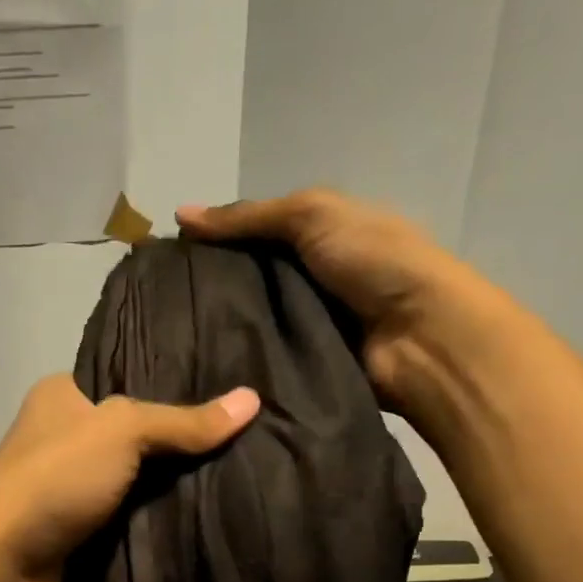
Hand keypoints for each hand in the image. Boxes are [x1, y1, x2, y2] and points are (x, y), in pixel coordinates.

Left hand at [0, 375, 259, 581]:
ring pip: (138, 480)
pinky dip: (161, 520)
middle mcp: (64, 438)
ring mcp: (71, 489)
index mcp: (61, 396)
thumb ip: (184, 421)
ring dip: (176, 486)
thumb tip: (253, 400)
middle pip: (138, 433)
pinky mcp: (81, 534)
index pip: (127, 379)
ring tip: (244, 473)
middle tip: (249, 436)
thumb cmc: (55, 480)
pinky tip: (210, 515)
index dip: (176, 384)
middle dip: (184, 441)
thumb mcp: (122, 431)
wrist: (4, 570)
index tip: (230, 392)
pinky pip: (132, 519)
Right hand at [176, 190, 491, 413]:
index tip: (169, 260)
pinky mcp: (306, 366)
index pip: (256, 237)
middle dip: (212, 291)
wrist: (421, 335)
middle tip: (161, 305)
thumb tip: (179, 215)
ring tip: (171, 338)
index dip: (217, 243)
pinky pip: (264, 360)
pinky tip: (201, 365)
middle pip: (251, 283)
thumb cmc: (374, 261)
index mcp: (320, 237)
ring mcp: (310, 326)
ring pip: (253, 324)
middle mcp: (312, 280)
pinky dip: (240, 361)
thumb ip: (249, 217)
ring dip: (222, 329)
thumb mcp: (313, 215)